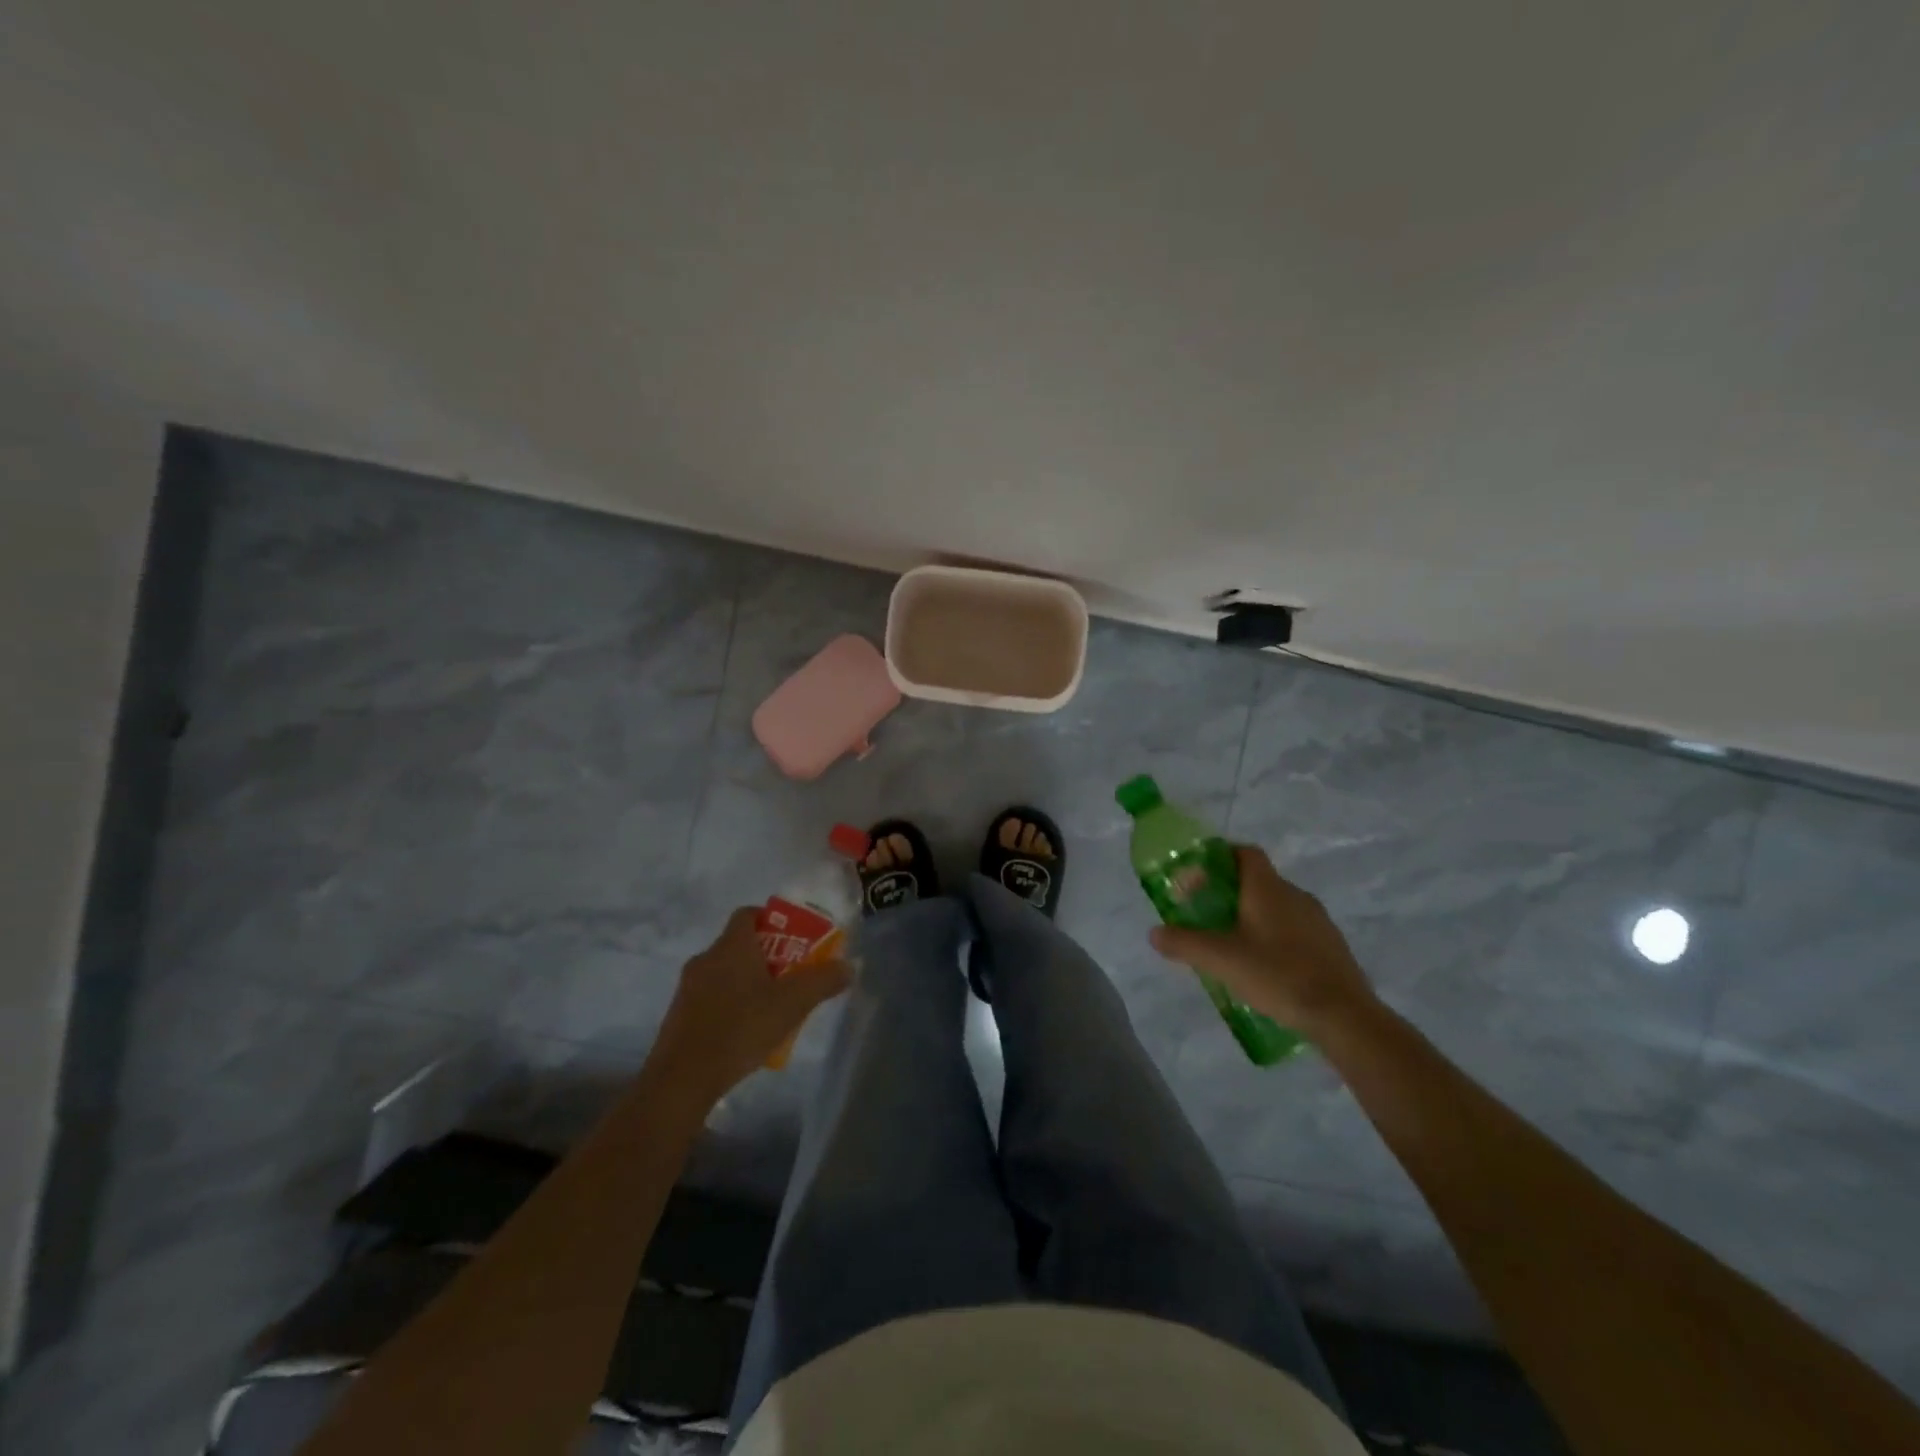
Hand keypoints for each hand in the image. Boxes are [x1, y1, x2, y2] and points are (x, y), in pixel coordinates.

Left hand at [650, 908, 851, 1102]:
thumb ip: (823, 981)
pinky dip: (730, 1005)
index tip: (793, 940)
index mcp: (731, 946)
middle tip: (791, 977)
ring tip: (772, 1008)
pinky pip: (710, 998)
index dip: (771, 921)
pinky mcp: (679, 1015)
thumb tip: (848, 966)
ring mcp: (688, 987)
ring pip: (725, 972)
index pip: (748, 914)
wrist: (682, 1079)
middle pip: (739, 944)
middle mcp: (706, 958)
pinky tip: (746, 1032)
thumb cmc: (741, 1028)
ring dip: (748, 982)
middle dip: (766, 956)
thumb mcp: (792, 1004)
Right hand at [1149, 845, 1376, 1035]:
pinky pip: (1295, 930)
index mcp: (1267, 888)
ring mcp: (1318, 920)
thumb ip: (1184, 943)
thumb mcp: (1220, 960)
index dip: (1220, 857)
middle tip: (1207, 916)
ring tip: (1232, 946)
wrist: (1343, 1015)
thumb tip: (1154, 933)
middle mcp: (1295, 894)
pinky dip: (1275, 937)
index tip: (1198, 877)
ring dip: (1253, 917)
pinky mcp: (1331, 946)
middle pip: (1257, 880)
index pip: (1244, 852)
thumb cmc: (1277, 974)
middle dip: (1230, 893)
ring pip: (1277, 907)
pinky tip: (1265, 967)